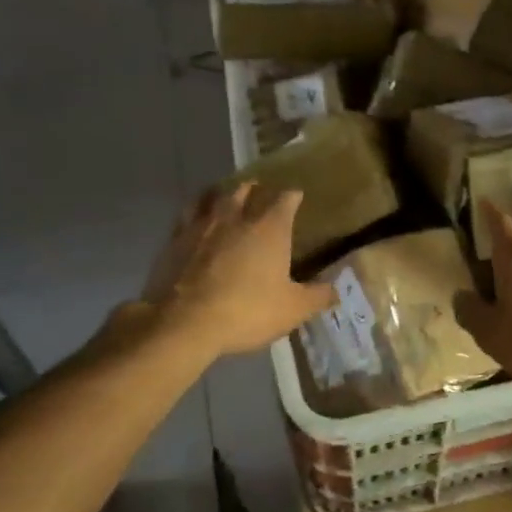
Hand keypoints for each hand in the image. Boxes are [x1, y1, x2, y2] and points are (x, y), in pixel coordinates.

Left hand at [142, 183, 336, 357]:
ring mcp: (203, 225)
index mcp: (270, 229)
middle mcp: (237, 217)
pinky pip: (188, 214)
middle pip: (246, 189)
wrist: (184, 322)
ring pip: (214, 195)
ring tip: (227, 197)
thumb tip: (336, 290)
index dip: (293, 196)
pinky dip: (196, 211)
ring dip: (224, 194)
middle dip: (256, 189)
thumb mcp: (292, 310)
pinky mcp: (175, 239)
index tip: (297, 196)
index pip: (286, 199)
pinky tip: (197, 220)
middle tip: (260, 193)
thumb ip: (317, 297)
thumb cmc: (247, 311)